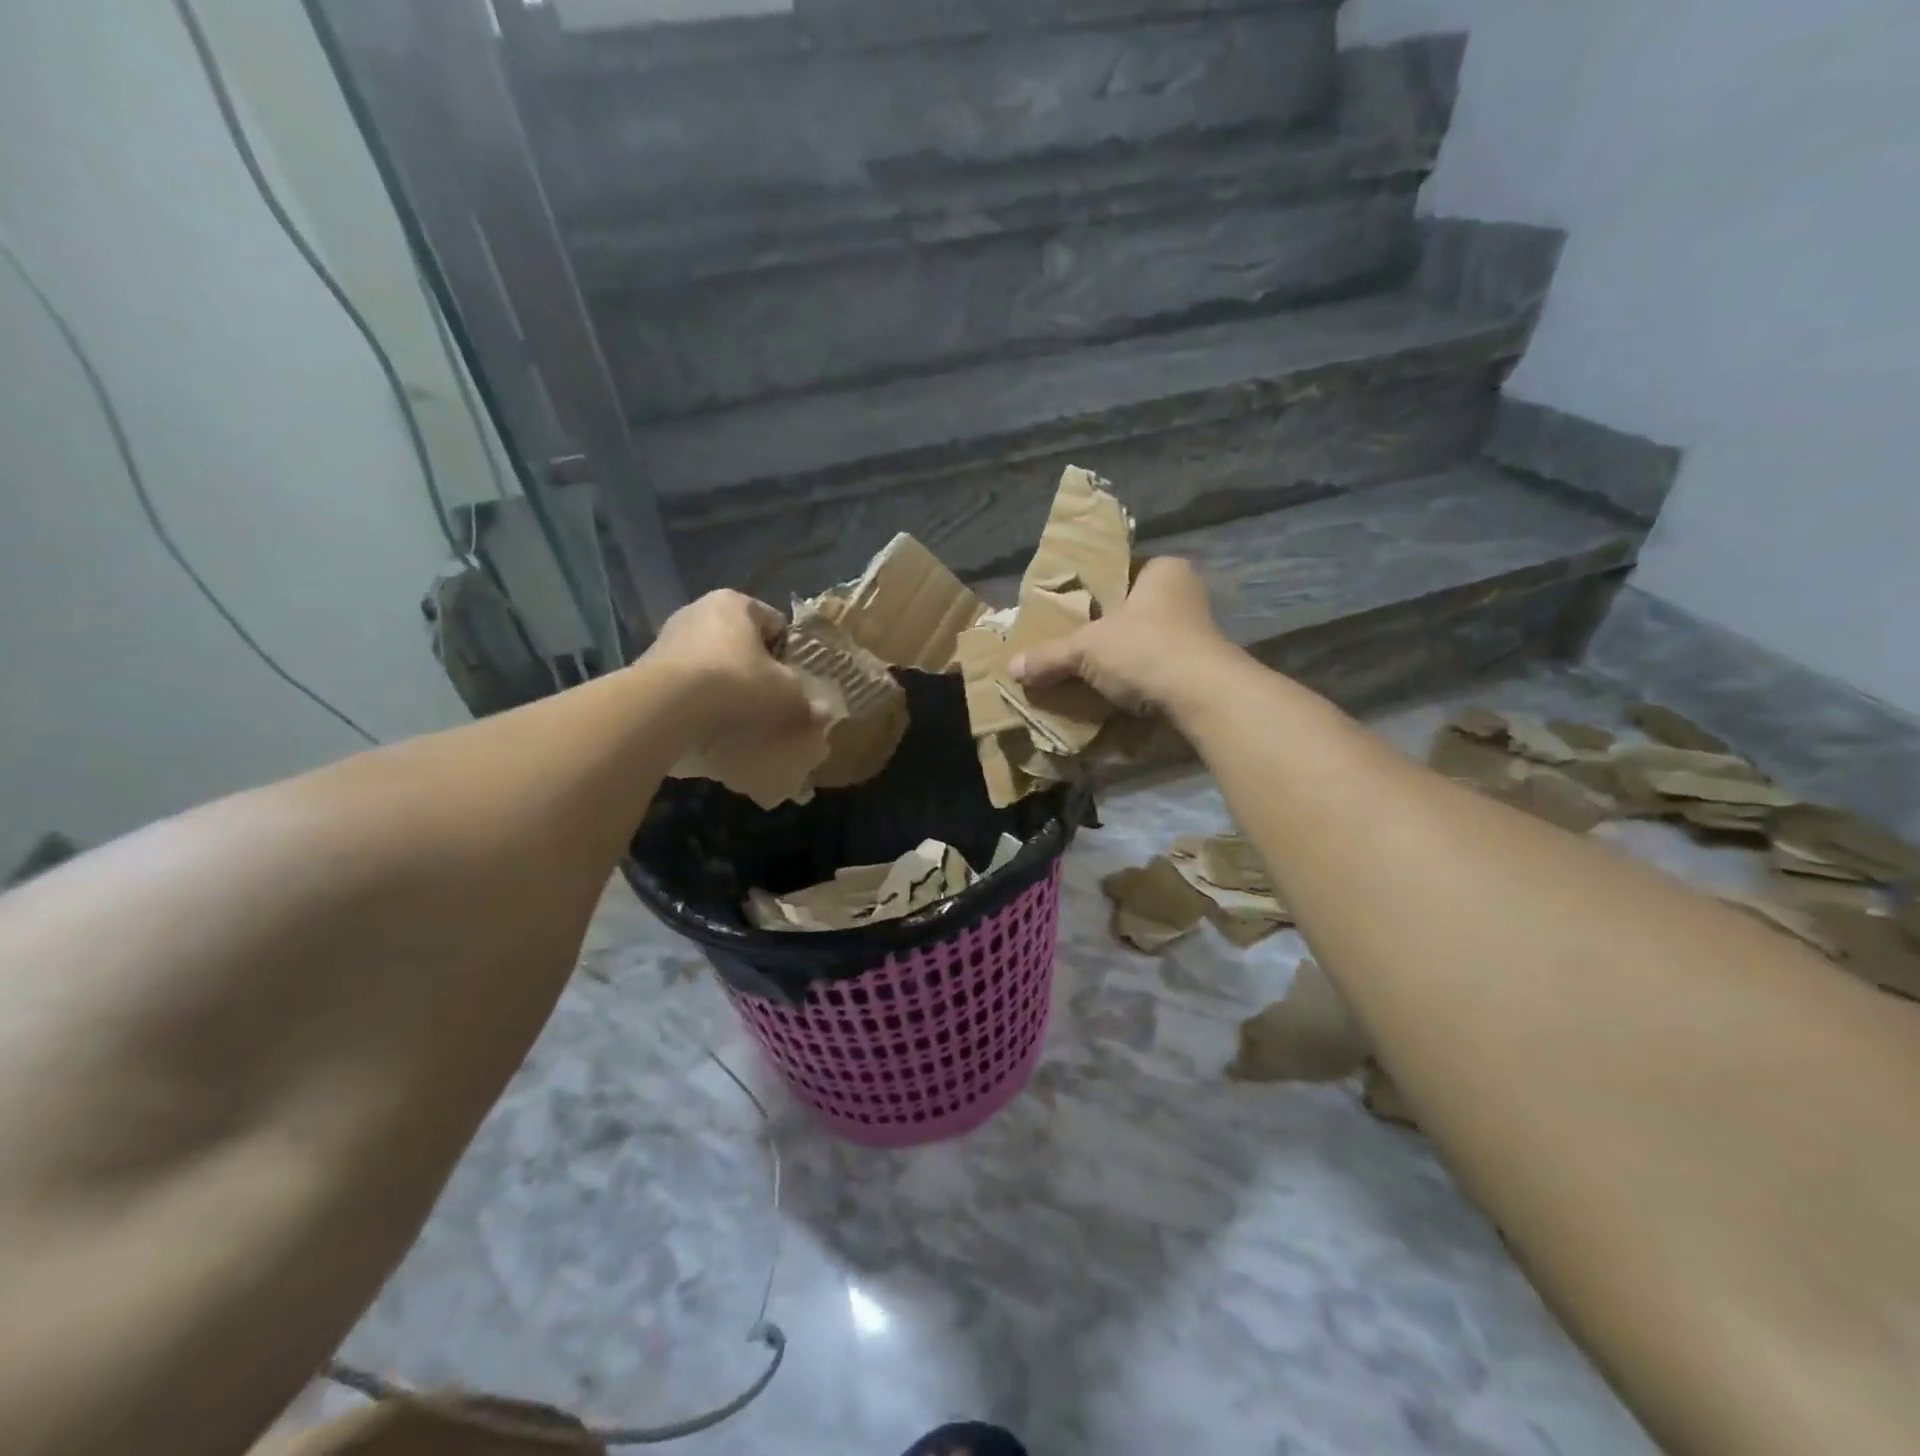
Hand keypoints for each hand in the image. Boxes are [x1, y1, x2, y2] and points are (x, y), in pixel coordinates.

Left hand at [644, 590, 831, 747]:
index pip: (776, 624)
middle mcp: (700, 609)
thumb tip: (826, 712)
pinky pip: (687, 679)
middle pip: (742, 642)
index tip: (793, 683)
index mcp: (736, 602)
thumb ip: (807, 700)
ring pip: (713, 660)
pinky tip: (708, 720)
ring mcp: (670, 635)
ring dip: (726, 683)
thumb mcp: (785, 694)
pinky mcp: (648, 664)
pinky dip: (700, 696)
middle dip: (756, 668)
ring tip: (737, 715)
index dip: (789, 655)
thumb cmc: (735, 684)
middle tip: (768, 701)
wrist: (665, 707)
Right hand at [1010, 557, 1239, 716]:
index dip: (1092, 591)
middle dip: (1104, 630)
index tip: (1067, 611)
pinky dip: (1137, 681)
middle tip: (1070, 644)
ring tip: (1086, 674)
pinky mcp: (1201, 669)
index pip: (1121, 572)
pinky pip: (1157, 669)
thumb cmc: (1145, 649)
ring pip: (1145, 642)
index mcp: (1163, 571)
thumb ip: (1049, 655)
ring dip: (1121, 659)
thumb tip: (1011, 667)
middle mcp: (1185, 594)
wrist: (1203, 697)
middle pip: (1131, 610)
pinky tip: (1114, 695)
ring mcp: (1197, 634)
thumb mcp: (1086, 648)